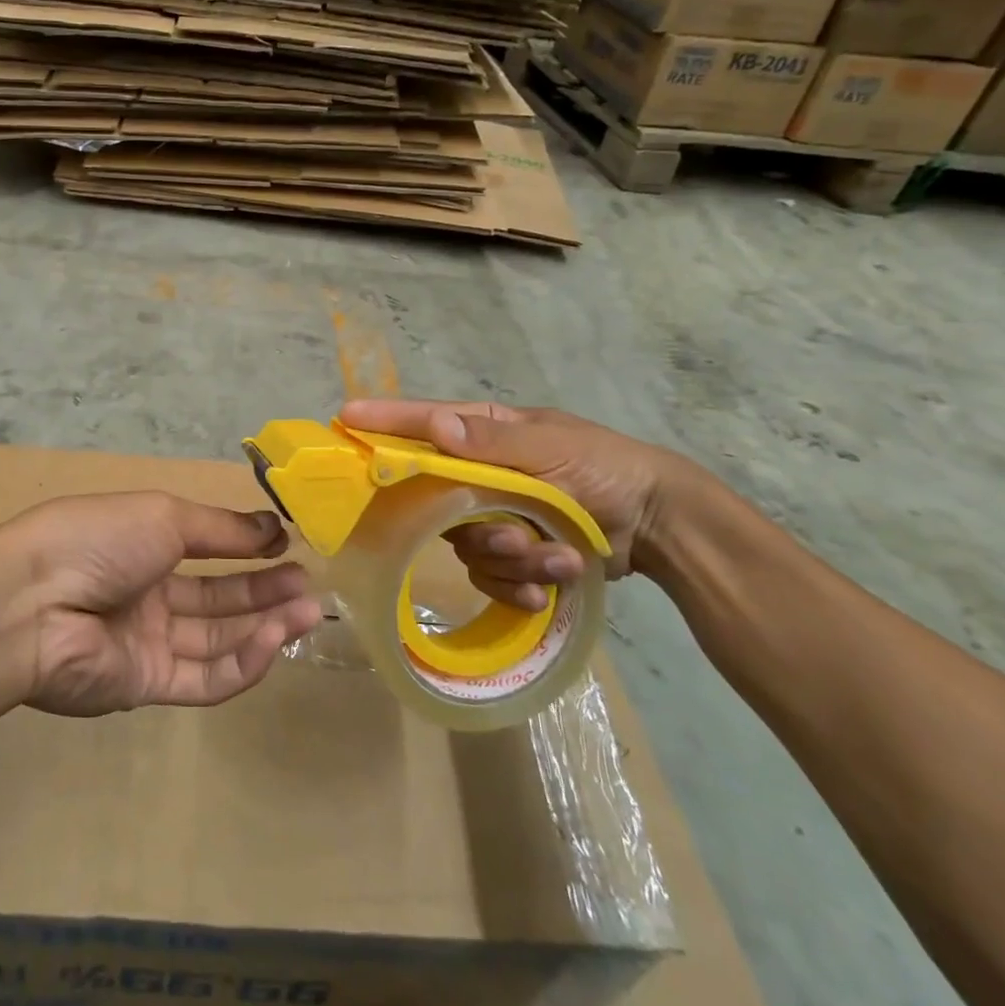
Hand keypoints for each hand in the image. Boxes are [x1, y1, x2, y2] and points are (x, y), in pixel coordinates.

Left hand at [0, 492, 322, 717]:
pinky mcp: (145, 686)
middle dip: (265, 590)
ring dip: (264, 625)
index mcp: (144, 544)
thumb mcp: (165, 516)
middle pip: (217, 597)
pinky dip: (242, 663)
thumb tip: (273, 528)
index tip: (287, 544)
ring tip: (307, 609)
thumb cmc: (100, 539)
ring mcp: (146, 642)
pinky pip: (203, 678)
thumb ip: (221, 529)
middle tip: (309, 585)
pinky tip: (273, 640)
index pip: (206, 547)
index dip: (247, 547)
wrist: (34, 602)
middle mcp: (147, 593)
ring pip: (217, 639)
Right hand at [338, 399, 700, 605]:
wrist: (660, 525)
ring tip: (559, 559)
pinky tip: (553, 587)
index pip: (423, 423)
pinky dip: (522, 587)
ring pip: (467, 547)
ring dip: (515, 561)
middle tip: (517, 536)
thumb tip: (434, 426)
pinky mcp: (511, 555)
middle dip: (480, 527)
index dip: (383, 422)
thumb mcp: (553, 448)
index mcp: (483, 433)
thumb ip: (492, 442)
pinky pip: (490, 578)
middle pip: (438, 502)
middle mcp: (478, 473)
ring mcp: (493, 515)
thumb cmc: (606, 468)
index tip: (344, 418)